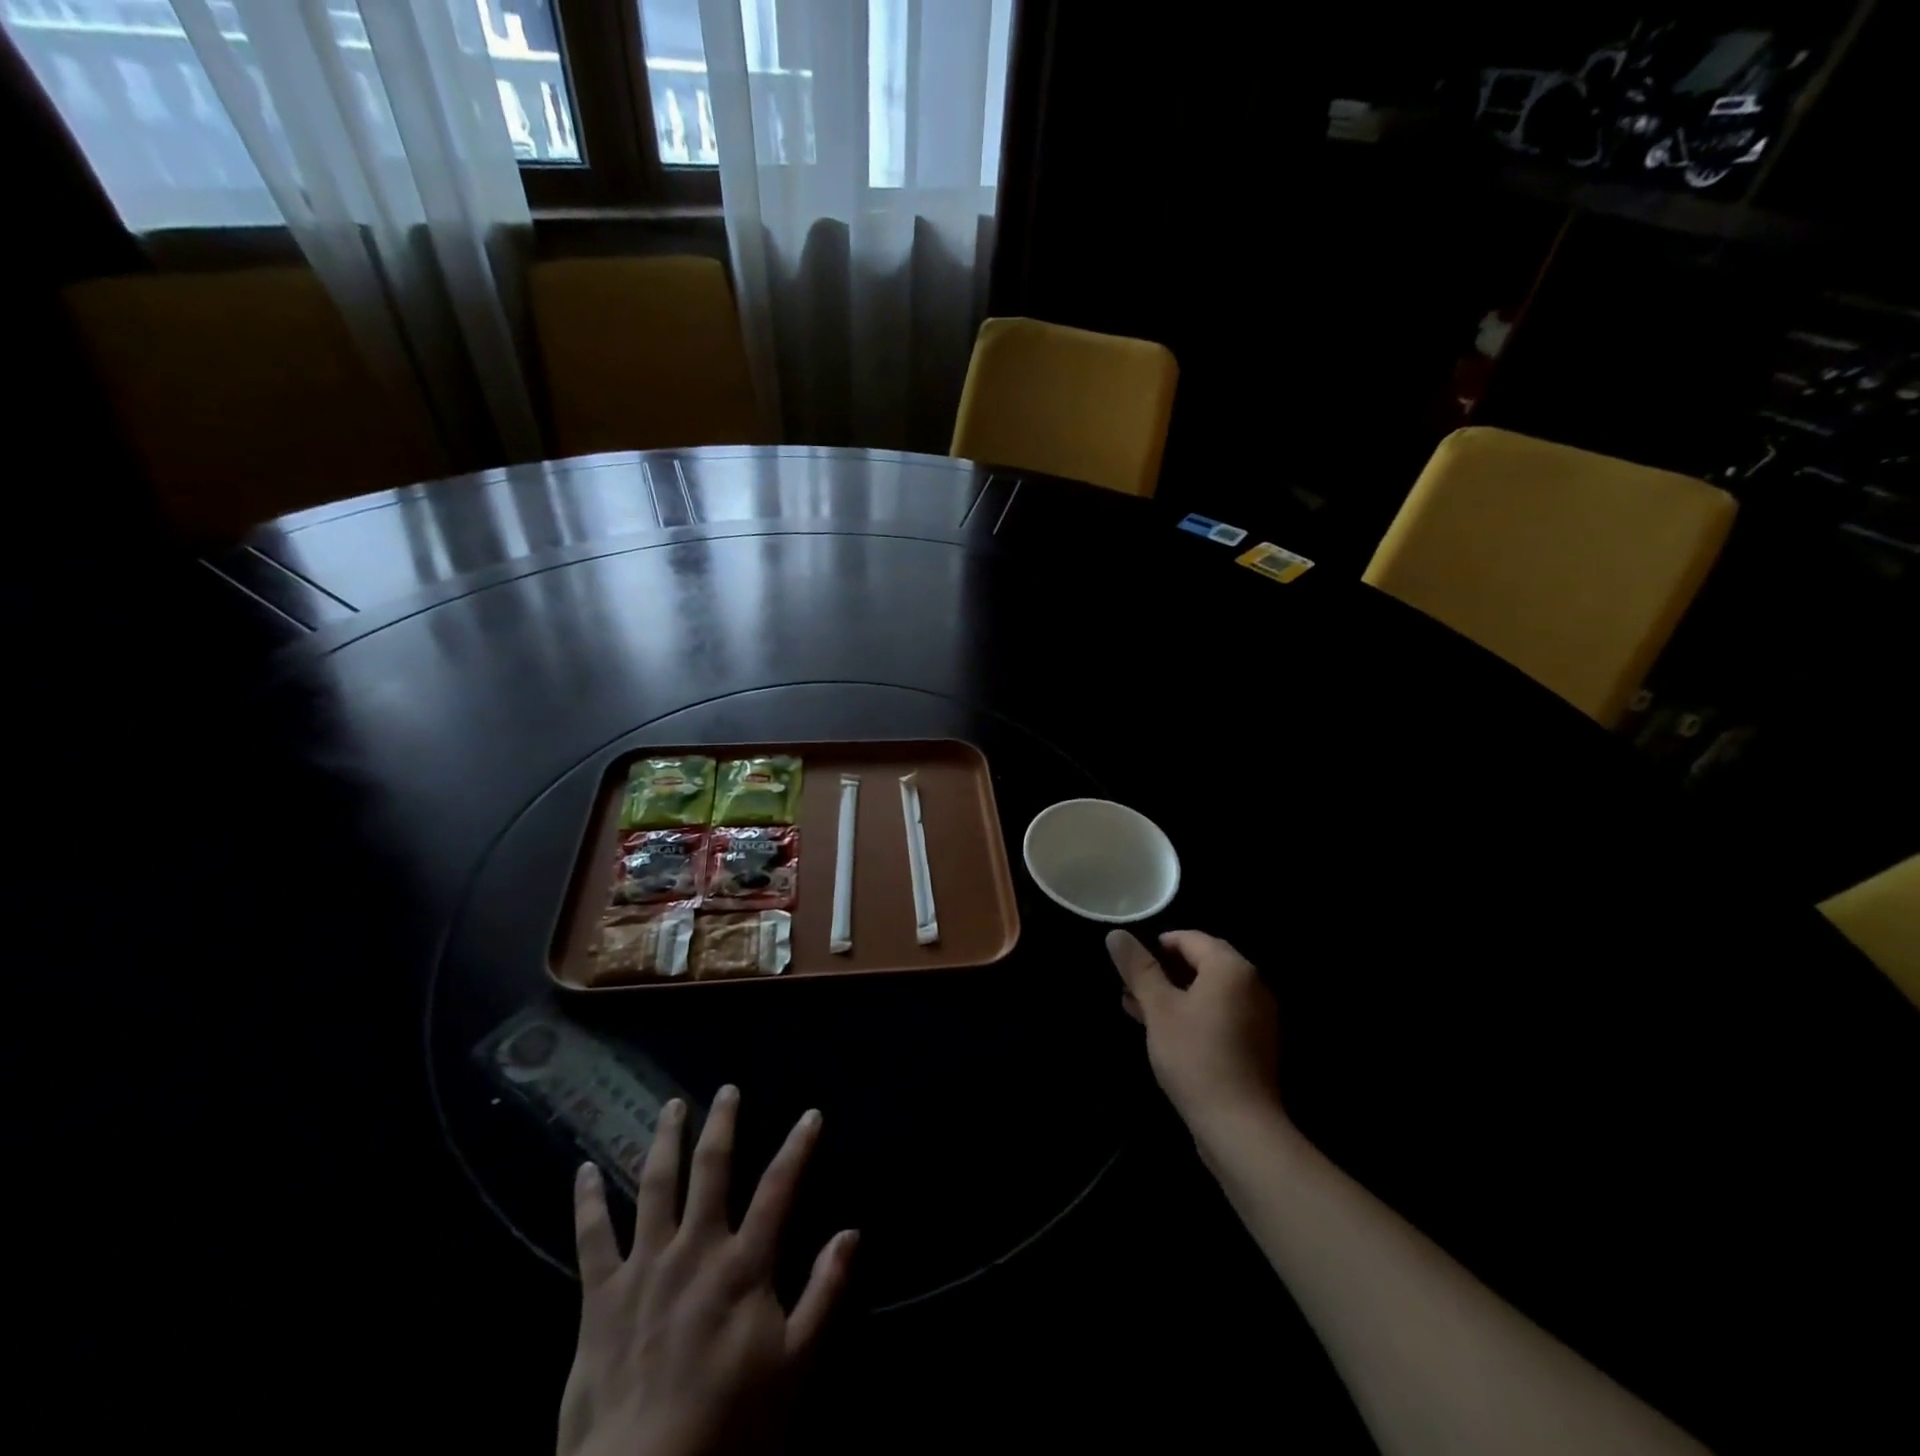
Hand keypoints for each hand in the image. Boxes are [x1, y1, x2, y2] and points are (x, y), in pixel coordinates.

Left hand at [558, 1087, 858, 1455]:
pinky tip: (583, 1169)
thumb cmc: (729, 1425)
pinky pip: (591, 1237)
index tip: (811, 1114)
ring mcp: (644, 1267)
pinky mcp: (600, 1296)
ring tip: (670, 1107)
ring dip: (664, 1141)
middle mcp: (695, 1249)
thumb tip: (851, 1233)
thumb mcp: (795, 1365)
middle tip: (727, 1089)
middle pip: (711, 1169)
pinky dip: (586, 1201)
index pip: (779, 1188)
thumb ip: (825, 1293)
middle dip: (722, 1124)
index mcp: (743, 1265)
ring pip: (654, 1186)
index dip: (798, 1147)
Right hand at [1106, 929, 1283, 1140]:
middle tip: (1128, 985)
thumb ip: (1138, 968)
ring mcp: (1256, 1017)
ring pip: (1206, 992)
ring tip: (1135, 1007)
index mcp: (1231, 968)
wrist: (1238, 1126)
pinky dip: (1190, 1014)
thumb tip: (1116, 934)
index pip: (1190, 939)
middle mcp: (1251, 985)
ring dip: (1172, 995)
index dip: (1156, 946)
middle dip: (1161, 972)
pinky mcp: (1253, 1044)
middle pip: (1200, 964)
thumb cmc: (1195, 1056)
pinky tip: (1161, 1031)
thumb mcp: (1158, 1008)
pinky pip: (1217, 1015)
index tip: (1129, 963)